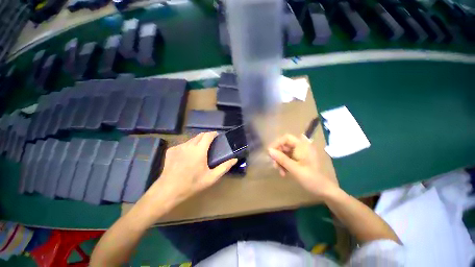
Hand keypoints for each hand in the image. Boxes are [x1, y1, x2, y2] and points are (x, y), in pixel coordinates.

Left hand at [142, 132, 237, 211]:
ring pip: (191, 139)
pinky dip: (188, 147)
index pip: (208, 135)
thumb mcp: (211, 177)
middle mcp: (189, 145)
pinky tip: (188, 156)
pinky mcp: (171, 150)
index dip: (213, 133)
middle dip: (207, 136)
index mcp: (199, 150)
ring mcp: (179, 147)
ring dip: (198, 142)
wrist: (168, 190)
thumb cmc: (192, 184)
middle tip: (211, 143)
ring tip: (200, 150)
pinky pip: (183, 145)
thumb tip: (234, 159)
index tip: (217, 136)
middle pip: (200, 135)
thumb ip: (224, 167)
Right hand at [268, 134, 338, 197]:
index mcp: (302, 146)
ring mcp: (299, 154)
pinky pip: (287, 158)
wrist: (323, 190)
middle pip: (284, 146)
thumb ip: (281, 159)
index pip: (286, 138)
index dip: (277, 143)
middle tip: (274, 165)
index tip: (270, 153)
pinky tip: (284, 173)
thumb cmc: (311, 179)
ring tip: (280, 172)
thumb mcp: (294, 169)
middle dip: (278, 155)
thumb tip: (269, 150)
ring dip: (280, 161)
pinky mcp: (298, 160)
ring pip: (284, 153)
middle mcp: (300, 147)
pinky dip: (284, 164)